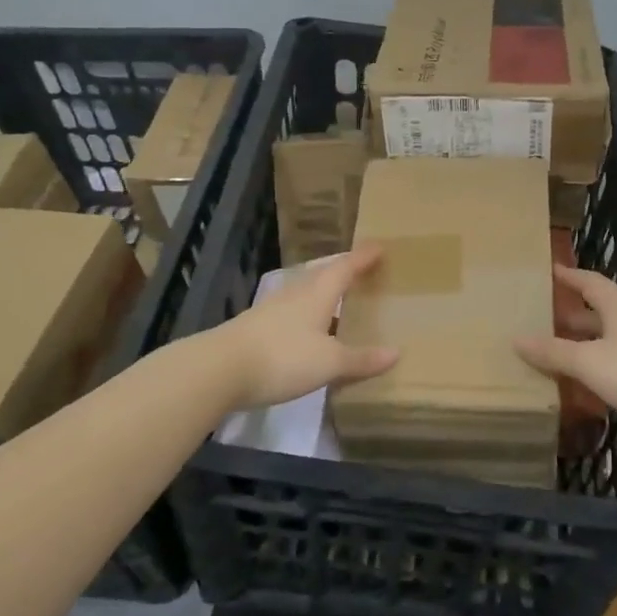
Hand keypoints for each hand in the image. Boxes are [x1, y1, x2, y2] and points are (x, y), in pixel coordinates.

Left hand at [211, 247, 398, 413]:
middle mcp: (296, 293)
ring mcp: (273, 308)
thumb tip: (396, 352)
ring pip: (306, 292)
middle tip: (362, 270)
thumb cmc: (283, 357)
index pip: (345, 267)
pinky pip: (292, 311)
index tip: (379, 247)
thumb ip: (361, 359)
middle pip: (323, 274)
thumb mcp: (329, 363)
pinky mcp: (258, 326)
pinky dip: (308, 313)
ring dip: (324, 292)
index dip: (363, 257)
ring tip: (340, 299)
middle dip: (343, 270)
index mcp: (318, 293)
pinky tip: (311, 329)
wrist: (220, 369)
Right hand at [515, 266, 616, 436]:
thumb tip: (516, 339)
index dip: (570, 277)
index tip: (553, 270)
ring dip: (602, 336)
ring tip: (581, 350)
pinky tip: (614, 374)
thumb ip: (554, 353)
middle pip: (608, 307)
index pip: (591, 282)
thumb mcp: (590, 365)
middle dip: (581, 314)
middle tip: (555, 320)